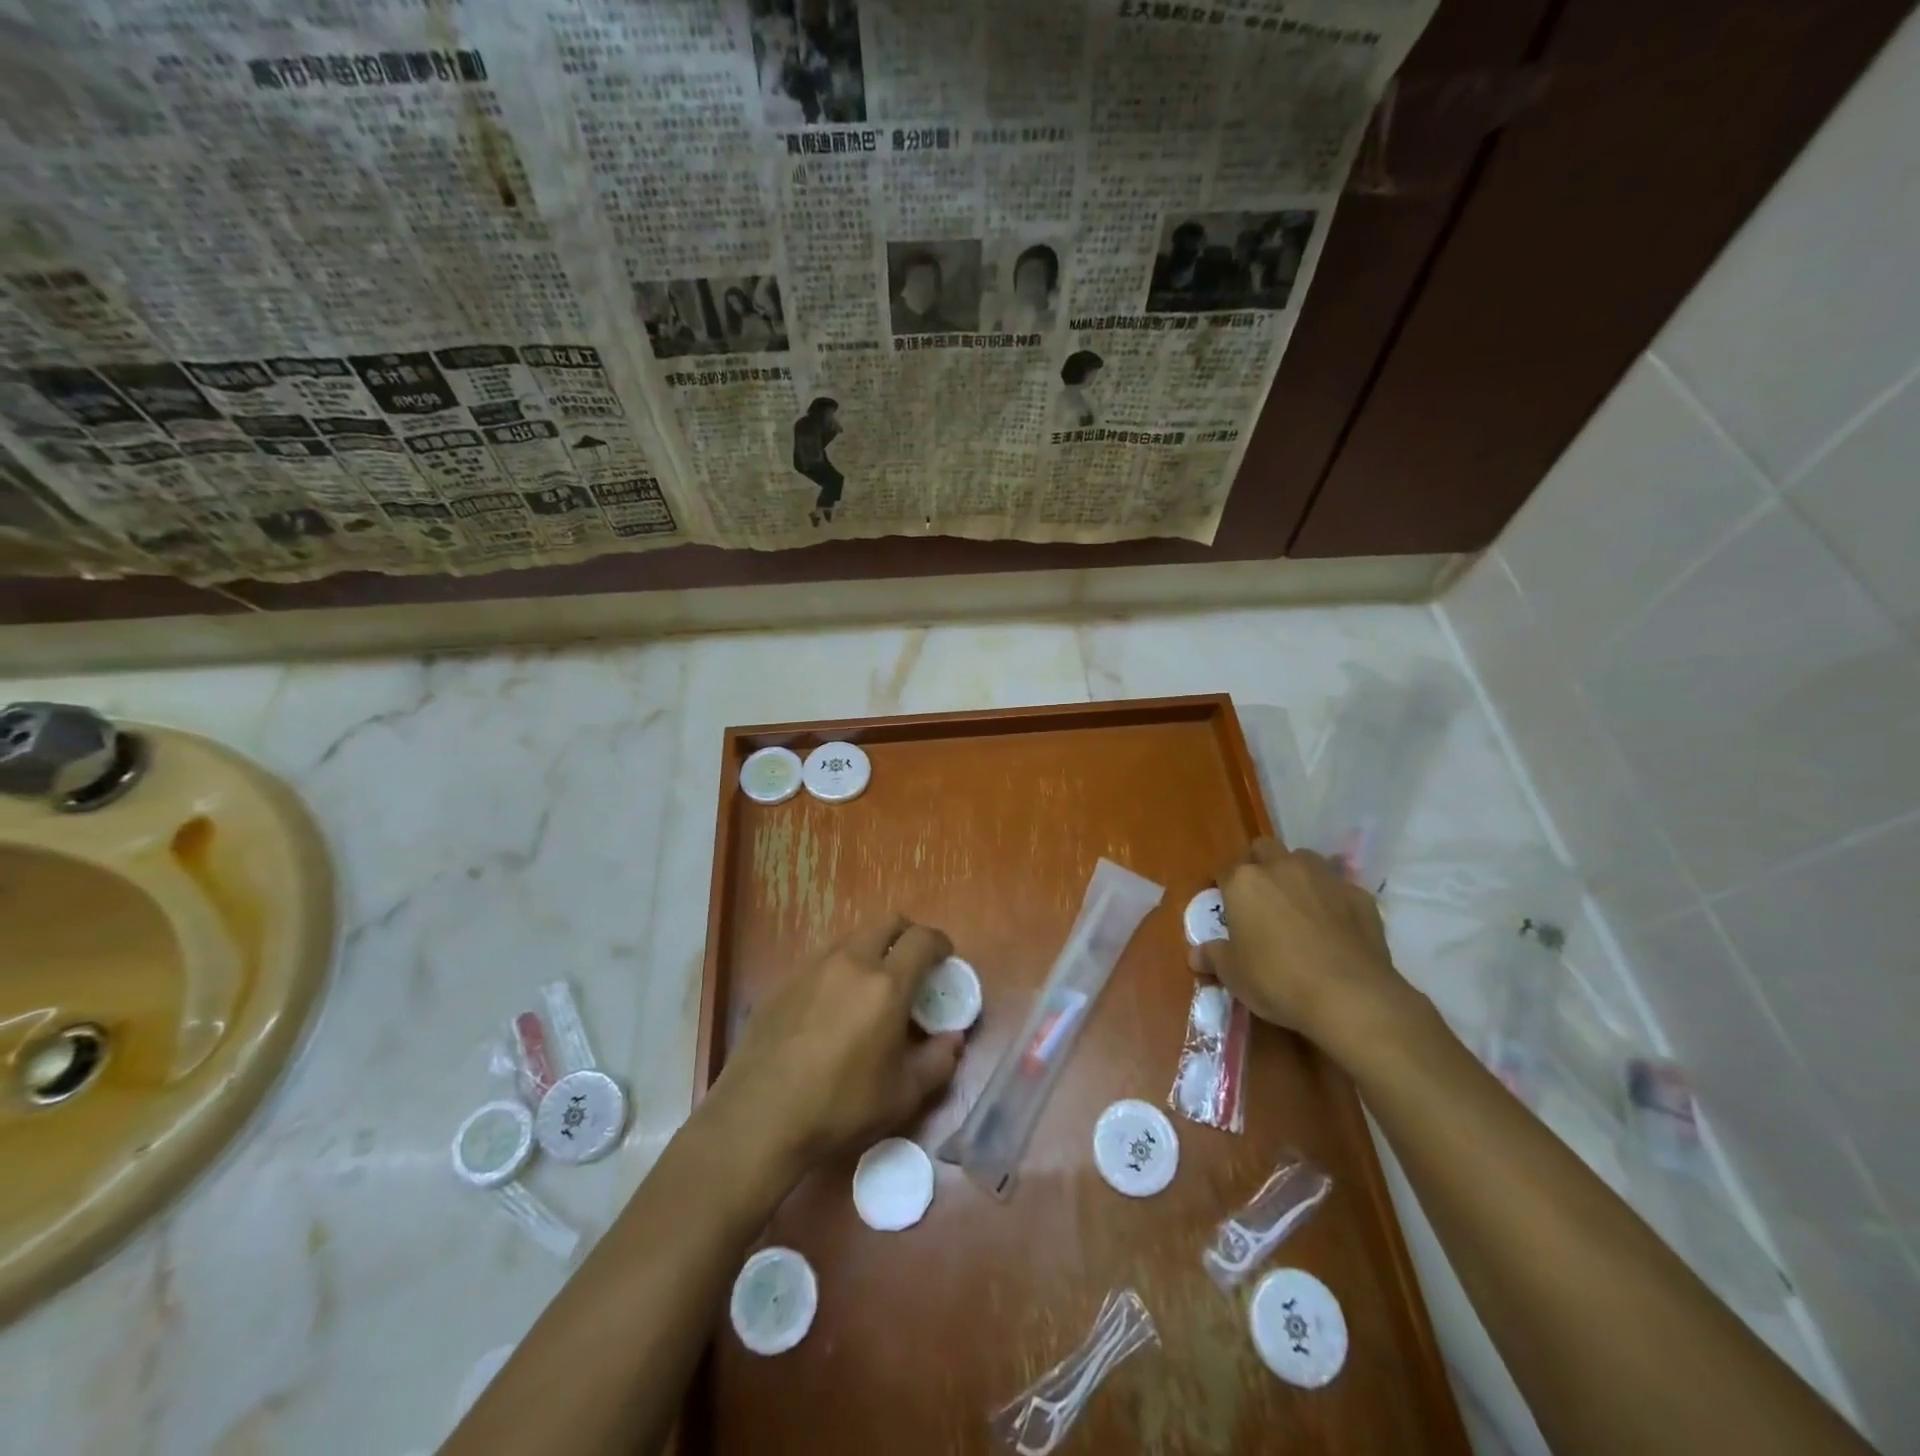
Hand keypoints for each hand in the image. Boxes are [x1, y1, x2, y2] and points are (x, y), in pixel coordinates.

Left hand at [711, 915, 963, 1172]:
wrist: (758, 1117)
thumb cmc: (840, 1106)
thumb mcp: (902, 1095)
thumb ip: (937, 1061)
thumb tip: (953, 1039)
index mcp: (886, 984)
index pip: (922, 939)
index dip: (940, 944)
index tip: (945, 960)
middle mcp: (851, 962)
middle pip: (887, 923)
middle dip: (908, 936)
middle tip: (914, 965)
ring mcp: (813, 967)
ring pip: (853, 937)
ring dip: (873, 948)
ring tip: (874, 984)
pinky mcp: (785, 981)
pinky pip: (823, 958)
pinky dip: (842, 966)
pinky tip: (835, 1004)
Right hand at [1198, 839, 1411, 1055]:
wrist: (1350, 996)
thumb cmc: (1277, 980)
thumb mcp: (1233, 975)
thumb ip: (1213, 957)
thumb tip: (1197, 955)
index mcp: (1244, 881)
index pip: (1224, 871)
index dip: (1222, 888)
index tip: (1225, 908)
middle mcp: (1282, 868)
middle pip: (1264, 849)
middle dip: (1260, 866)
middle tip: (1260, 899)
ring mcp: (1324, 878)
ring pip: (1304, 860)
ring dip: (1297, 875)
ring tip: (1298, 906)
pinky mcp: (1359, 896)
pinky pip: (1339, 888)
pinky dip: (1332, 900)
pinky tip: (1335, 927)